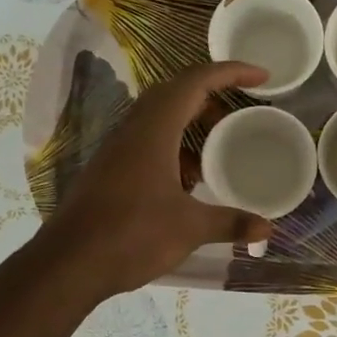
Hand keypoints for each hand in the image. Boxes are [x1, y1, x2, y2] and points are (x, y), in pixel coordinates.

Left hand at [29, 60, 273, 302]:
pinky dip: (175, 147)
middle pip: (176, 92)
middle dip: (213, 95)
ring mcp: (118, 149)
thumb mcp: (189, 229)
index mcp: (154, 130)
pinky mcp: (110, 170)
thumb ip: (231, 223)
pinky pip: (148, 141)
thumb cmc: (131, 236)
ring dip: (192, 123)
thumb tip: (267, 228)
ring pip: (160, 118)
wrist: (69, 264)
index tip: (261, 76)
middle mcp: (133, 130)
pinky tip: (190, 179)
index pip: (196, 82)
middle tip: (242, 112)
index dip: (231, 72)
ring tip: (220, 145)